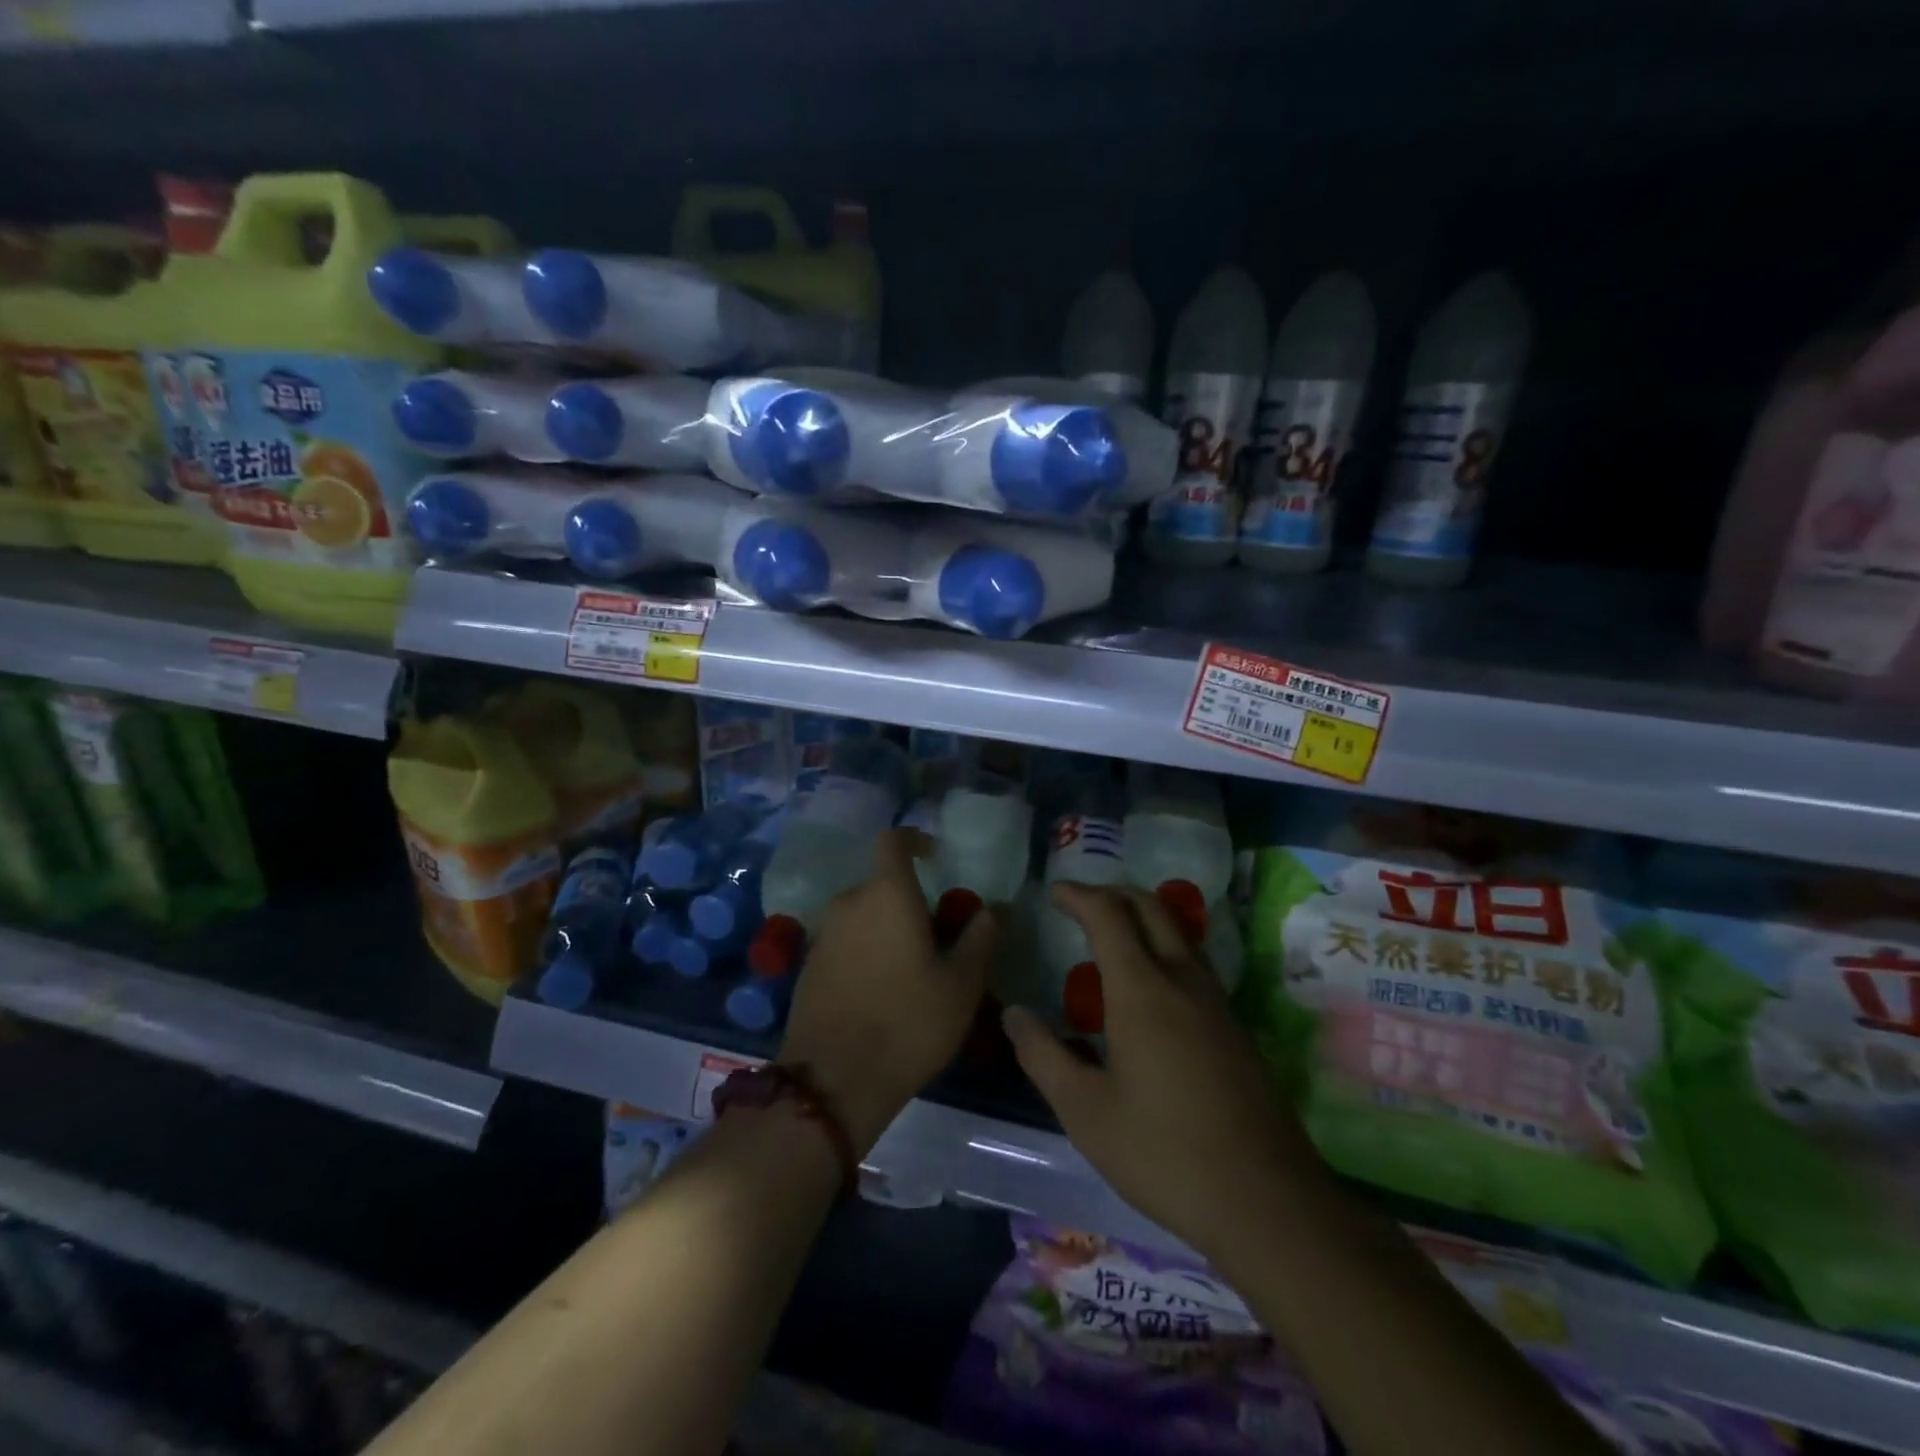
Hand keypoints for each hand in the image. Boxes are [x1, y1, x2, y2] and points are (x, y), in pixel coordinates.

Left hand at [779, 828, 999, 1155]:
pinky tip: (881, 991)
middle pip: (881, 884)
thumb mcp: (962, 983)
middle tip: (937, 934)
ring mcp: (823, 935)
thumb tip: (994, 907)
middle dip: (908, 899)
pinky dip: (865, 950)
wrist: (833, 1081)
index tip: (935, 855)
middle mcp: (849, 903)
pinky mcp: (808, 966)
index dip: (914, 839)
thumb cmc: (908, 1022)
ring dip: (886, 927)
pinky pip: (845, 942)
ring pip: (862, 915)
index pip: (893, 841)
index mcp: (887, 894)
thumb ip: (980, 936)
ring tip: (912, 968)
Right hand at [1002, 884, 1325, 1262]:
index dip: (1079, 895)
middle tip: (1081, 903)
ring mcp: (1217, 1003)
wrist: (1268, 1202)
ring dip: (1144, 919)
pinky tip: (1149, 992)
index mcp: (1142, 991)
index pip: (1109, 916)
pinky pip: (1194, 965)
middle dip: (1114, 894)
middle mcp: (1183, 981)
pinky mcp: (1236, 1029)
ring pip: (1179, 934)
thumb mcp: (1086, 1112)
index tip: (1054, 892)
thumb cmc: (1165, 1154)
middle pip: (1152, 908)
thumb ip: (1044, 1056)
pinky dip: (1164, 951)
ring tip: (1112, 938)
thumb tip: (1014, 1015)